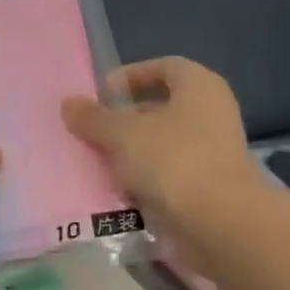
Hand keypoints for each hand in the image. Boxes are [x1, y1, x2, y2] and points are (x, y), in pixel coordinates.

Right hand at [62, 58, 262, 237]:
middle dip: (126, 119)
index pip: (165, 67)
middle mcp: (212, 113)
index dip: (132, 75)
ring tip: (99, 162)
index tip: (102, 93)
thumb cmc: (173, 160)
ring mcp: (215, 152)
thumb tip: (69, 104)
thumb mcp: (123, 135)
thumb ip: (94, 118)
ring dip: (133, 152)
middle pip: (163, 107)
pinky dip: (147, 180)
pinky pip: (171, 175)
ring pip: (165, 144)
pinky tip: (120, 191)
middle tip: (94, 131)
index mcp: (200, 86)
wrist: (221, 222)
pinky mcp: (211, 187)